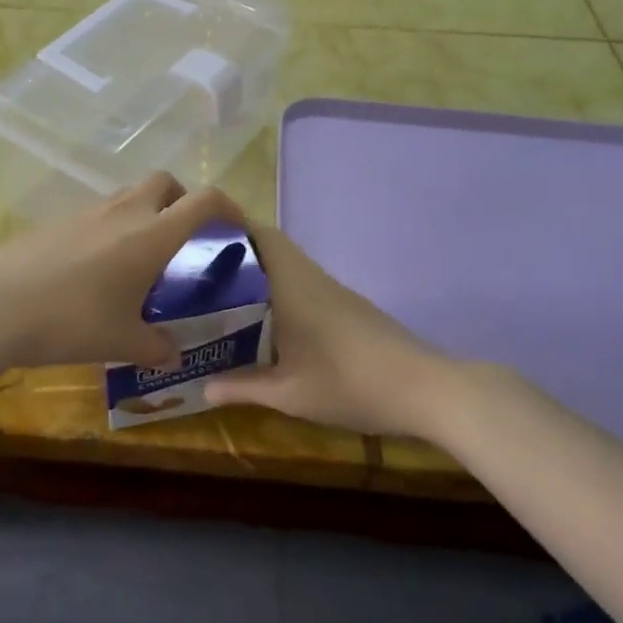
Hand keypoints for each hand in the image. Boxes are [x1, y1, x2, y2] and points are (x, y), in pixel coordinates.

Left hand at [0, 173, 240, 370]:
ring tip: (138, 258)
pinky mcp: (56, 221)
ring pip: (128, 195)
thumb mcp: (121, 342)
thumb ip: (156, 347)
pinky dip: (110, 227)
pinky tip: (95, 268)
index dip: (228, 206)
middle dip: (182, 200)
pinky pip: (97, 213)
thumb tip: (174, 357)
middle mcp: (123, 212)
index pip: (204, 201)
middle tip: (182, 237)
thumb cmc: (70, 322)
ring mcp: (86, 212)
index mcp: (151, 236)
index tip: (236, 226)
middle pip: (165, 182)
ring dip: (144, 213)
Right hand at [204, 225, 510, 438]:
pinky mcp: (351, 307)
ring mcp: (336, 292)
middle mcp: (313, 279)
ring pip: (291, 266)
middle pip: (273, 247)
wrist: (425, 389)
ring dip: (261, 274)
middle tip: (202, 274)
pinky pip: (306, 284)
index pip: (261, 235)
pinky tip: (270, 321)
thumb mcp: (289, 394)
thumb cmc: (349, 384)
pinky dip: (282, 290)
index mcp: (293, 286)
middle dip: (239, 254)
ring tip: (226, 297)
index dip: (230, 229)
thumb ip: (243, 388)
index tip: (198, 240)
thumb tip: (203, 387)